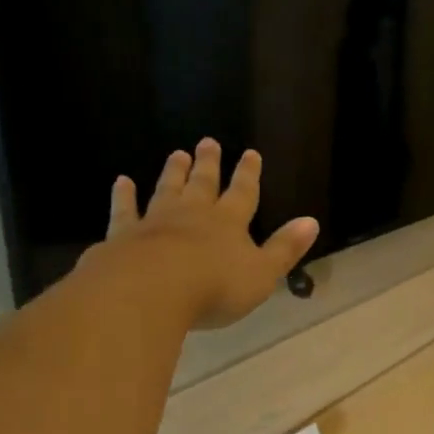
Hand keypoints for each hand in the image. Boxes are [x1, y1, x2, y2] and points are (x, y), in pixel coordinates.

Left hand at [102, 139, 319, 329]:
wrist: (150, 291)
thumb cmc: (214, 287)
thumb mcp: (262, 273)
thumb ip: (285, 248)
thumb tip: (311, 222)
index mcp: (229, 223)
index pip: (243, 193)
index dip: (248, 175)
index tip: (250, 153)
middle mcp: (193, 214)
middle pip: (203, 184)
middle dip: (209, 164)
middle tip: (208, 142)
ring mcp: (156, 221)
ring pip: (167, 190)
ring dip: (174, 172)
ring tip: (177, 154)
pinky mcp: (124, 234)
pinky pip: (126, 210)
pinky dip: (124, 196)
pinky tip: (122, 182)